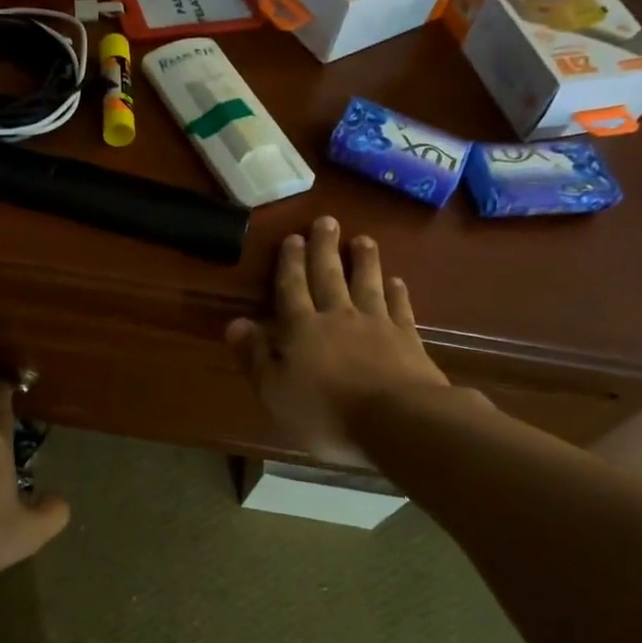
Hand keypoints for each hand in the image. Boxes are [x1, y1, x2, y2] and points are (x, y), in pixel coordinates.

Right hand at [225, 217, 452, 464]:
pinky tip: (396, 281)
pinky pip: (399, 307)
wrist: (397, 420)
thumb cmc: (326, 412)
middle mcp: (338, 317)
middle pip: (329, 276)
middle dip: (324, 249)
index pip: (292, 288)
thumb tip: (234, 322)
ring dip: (364, 261)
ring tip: (362, 239)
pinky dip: (396, 292)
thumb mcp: (275, 391)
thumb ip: (254, 356)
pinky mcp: (407, 338)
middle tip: (326, 221)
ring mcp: (376, 324)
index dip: (289, 263)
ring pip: (367, 284)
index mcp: (302, 329)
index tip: (292, 237)